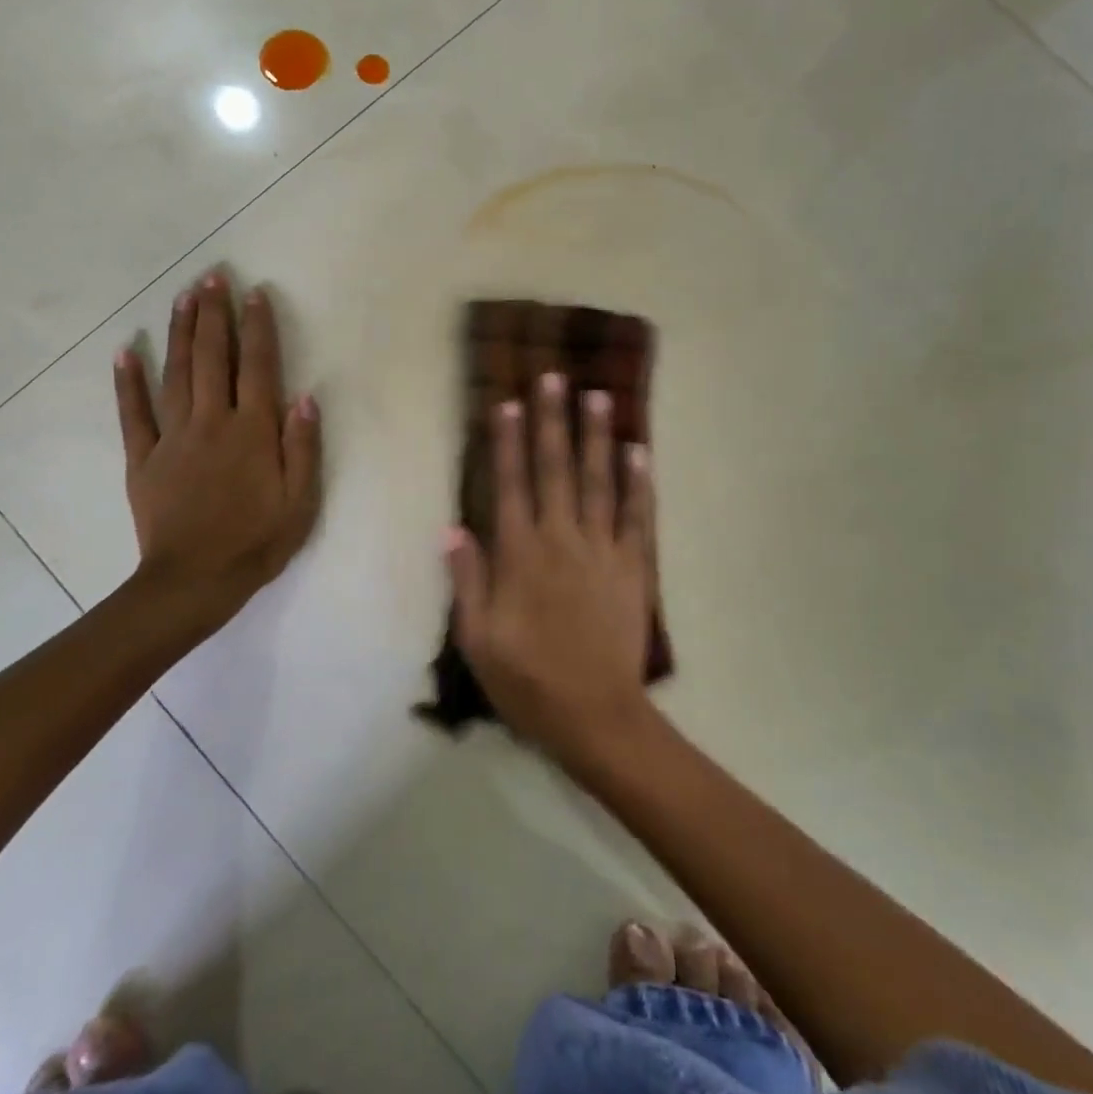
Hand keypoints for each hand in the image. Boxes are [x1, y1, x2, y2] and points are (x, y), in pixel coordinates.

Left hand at [113, 273, 322, 625]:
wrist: (194, 582)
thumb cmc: (257, 542)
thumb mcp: (300, 502)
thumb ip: (303, 447)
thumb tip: (304, 398)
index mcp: (252, 432)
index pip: (257, 367)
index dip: (257, 327)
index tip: (254, 293)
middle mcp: (212, 422)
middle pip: (212, 358)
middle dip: (213, 314)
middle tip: (212, 276)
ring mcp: (173, 438)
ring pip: (175, 374)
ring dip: (179, 332)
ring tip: (183, 296)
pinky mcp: (143, 458)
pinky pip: (133, 414)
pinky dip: (127, 381)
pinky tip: (125, 351)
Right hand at [446, 372, 657, 766]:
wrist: (596, 716)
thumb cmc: (527, 680)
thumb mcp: (477, 638)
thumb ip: (466, 579)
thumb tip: (452, 528)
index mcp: (519, 554)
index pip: (510, 484)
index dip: (507, 442)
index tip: (507, 403)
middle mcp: (560, 539)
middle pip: (555, 469)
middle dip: (552, 420)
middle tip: (554, 377)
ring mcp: (602, 550)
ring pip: (598, 482)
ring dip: (597, 437)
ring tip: (598, 396)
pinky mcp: (634, 567)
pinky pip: (638, 517)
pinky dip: (640, 483)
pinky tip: (639, 452)